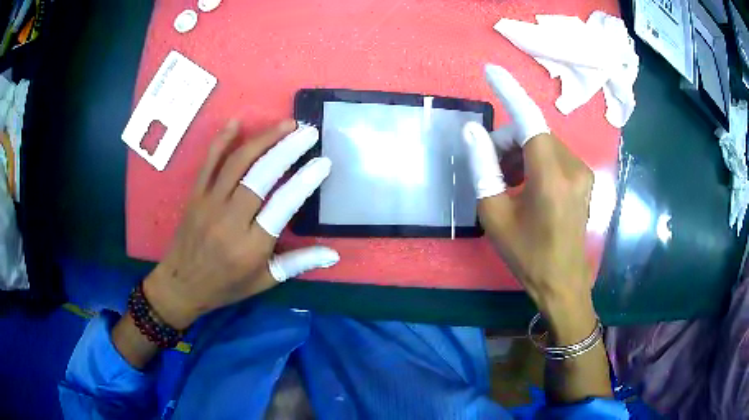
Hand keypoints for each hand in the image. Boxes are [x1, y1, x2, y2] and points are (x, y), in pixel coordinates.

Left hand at [143, 120, 338, 329]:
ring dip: (263, 139)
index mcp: (251, 245)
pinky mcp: (195, 194)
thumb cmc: (226, 285)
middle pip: (260, 175)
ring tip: (285, 124)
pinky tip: (238, 122)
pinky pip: (209, 162)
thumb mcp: (265, 281)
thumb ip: (298, 263)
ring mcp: (209, 203)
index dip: (305, 181)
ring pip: (237, 163)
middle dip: (287, 149)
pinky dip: (222, 140)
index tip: (324, 163)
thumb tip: (334, 254)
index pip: (283, 205)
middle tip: (308, 132)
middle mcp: (230, 220)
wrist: (181, 285)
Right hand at [463, 64, 593, 315]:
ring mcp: (582, 172)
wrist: (562, 283)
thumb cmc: (527, 255)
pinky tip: (526, 185)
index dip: (509, 92)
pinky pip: (554, 155)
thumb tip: (473, 131)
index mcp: (550, 177)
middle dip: (507, 143)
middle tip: (491, 171)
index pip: (529, 120)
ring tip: (507, 183)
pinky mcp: (584, 179)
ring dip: (520, 153)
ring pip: (543, 143)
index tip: (490, 71)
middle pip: (533, 133)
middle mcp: (572, 167)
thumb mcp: (494, 215)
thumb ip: (483, 168)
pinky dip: (535, 161)